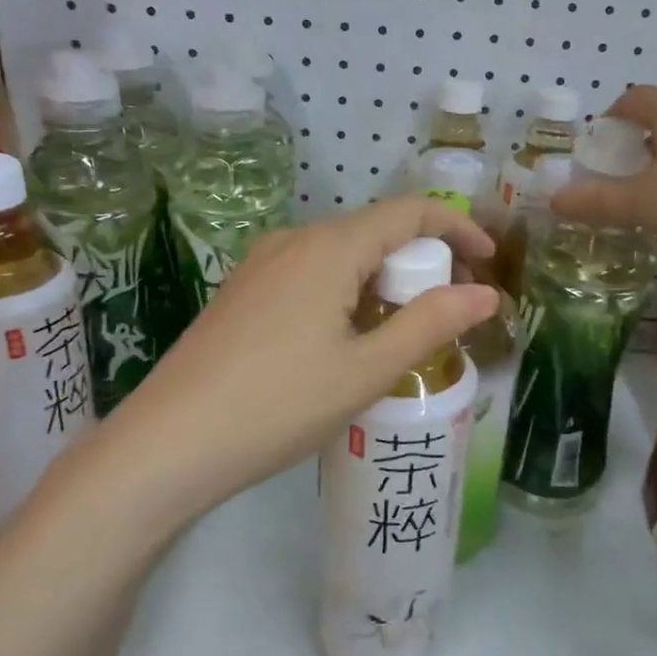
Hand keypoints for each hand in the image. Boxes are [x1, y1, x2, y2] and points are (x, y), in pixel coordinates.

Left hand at [105, 198, 499, 504]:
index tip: (488, 259)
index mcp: (329, 248)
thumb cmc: (278, 405)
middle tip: (448, 313)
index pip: (409, 212)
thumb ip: (430, 324)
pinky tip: (345, 339)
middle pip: (375, 231)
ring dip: (383, 280)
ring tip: (402, 333)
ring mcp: (261, 265)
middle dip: (422, 262)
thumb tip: (486, 294)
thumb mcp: (366, 370)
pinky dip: (347, 292)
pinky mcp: (242, 292)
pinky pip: (310, 274)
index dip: (457, 226)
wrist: (168, 443)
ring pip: (341, 255)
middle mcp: (294, 240)